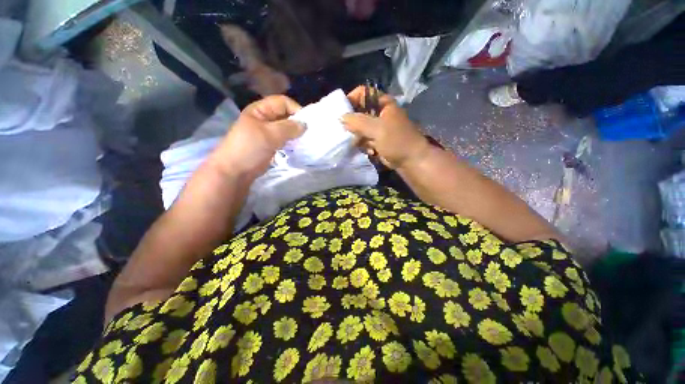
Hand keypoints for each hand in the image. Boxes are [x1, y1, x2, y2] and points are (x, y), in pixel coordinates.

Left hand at [209, 96, 303, 177]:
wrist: (236, 171)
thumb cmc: (250, 148)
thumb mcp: (269, 134)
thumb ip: (288, 128)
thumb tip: (305, 125)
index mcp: (260, 110)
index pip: (283, 102)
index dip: (296, 109)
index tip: (308, 123)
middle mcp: (265, 119)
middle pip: (286, 115)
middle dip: (298, 122)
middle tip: (309, 133)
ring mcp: (268, 132)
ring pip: (287, 128)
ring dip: (296, 133)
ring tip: (306, 140)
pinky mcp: (272, 144)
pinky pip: (285, 139)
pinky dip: (293, 141)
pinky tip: (299, 146)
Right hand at [342, 86, 429, 169]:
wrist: (410, 161)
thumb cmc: (397, 141)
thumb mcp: (377, 129)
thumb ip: (358, 122)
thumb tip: (340, 117)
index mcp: (382, 103)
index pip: (362, 94)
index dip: (351, 99)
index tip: (341, 112)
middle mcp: (379, 113)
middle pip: (358, 112)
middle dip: (353, 124)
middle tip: (351, 133)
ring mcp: (377, 128)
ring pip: (359, 128)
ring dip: (359, 138)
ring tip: (365, 145)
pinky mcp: (376, 140)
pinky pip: (363, 140)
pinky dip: (365, 145)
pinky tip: (371, 151)